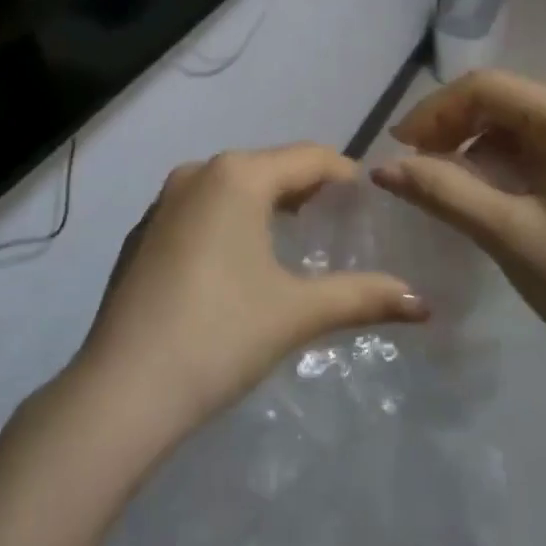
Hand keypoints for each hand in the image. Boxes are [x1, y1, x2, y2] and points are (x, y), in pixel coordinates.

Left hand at [74, 144, 429, 441]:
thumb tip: (423, 303)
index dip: (345, 173)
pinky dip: (229, 220)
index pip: (308, 157)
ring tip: (296, 237)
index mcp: (238, 175)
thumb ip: (362, 297)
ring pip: (232, 186)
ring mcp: (163, 200)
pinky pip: (201, 208)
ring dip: (266, 203)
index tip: (371, 199)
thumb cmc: (220, 335)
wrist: (122, 388)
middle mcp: (198, 172)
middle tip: (340, 221)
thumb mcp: (297, 312)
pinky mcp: (143, 232)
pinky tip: (238, 261)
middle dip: (307, 188)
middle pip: (269, 166)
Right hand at [373, 70, 545, 388]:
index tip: (399, 146)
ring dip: (474, 144)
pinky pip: (538, 148)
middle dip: (453, 126)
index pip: (488, 88)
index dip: (435, 110)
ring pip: (518, 125)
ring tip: (441, 180)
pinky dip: (501, 162)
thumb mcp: (505, 232)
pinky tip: (480, 190)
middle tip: (414, 163)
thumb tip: (381, 168)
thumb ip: (440, 189)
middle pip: (504, 101)